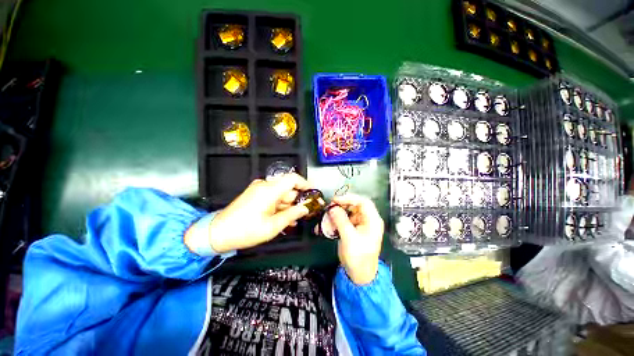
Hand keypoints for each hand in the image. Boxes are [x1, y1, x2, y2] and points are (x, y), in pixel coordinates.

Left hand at [190, 174, 311, 252]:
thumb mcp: (272, 226)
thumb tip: (305, 209)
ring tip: (293, 220)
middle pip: (287, 188)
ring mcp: (258, 190)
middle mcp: (264, 186)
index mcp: (269, 190)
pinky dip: (279, 206)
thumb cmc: (245, 231)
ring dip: (288, 205)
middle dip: (297, 200)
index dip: (305, 184)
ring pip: (281, 194)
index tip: (313, 193)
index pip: (292, 178)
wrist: (217, 233)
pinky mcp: (255, 195)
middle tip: (304, 213)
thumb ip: (291, 215)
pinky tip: (283, 218)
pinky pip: (272, 197)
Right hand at [327, 194, 383, 284]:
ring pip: (348, 212)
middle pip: (355, 205)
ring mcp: (361, 224)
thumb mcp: (349, 238)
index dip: (349, 198)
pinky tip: (329, 224)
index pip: (363, 202)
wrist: (359, 275)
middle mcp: (368, 220)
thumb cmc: (358, 257)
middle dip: (342, 205)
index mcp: (372, 220)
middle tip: (329, 207)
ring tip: (327, 216)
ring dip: (337, 213)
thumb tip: (333, 208)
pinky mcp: (354, 229)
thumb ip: (341, 220)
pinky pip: (345, 219)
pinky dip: (336, 220)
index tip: (335, 200)